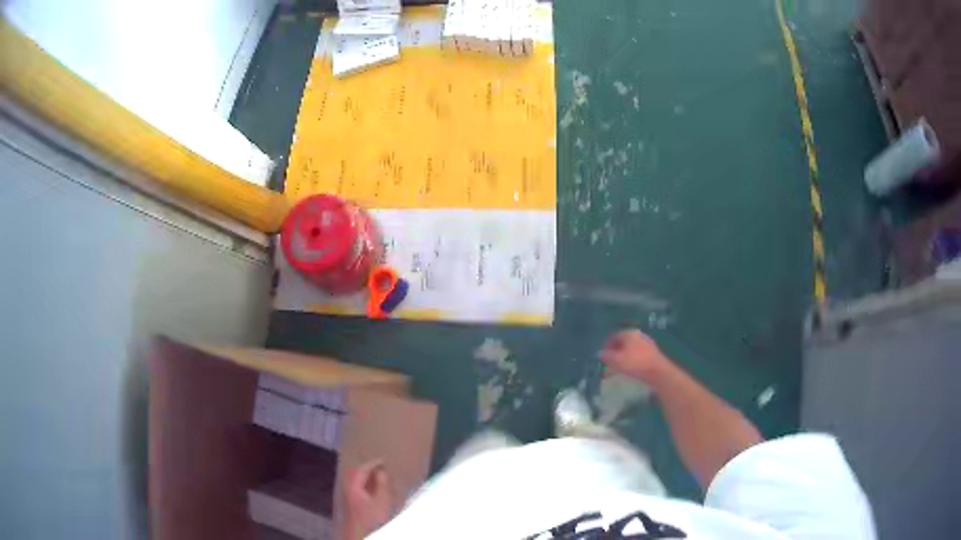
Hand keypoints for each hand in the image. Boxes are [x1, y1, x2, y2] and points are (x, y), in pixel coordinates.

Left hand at [342, 460, 394, 539]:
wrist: (360, 533)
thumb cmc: (372, 518)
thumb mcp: (381, 501)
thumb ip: (382, 484)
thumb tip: (382, 471)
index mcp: (353, 486)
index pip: (361, 469)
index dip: (373, 463)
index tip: (384, 460)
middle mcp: (346, 488)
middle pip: (355, 473)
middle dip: (368, 468)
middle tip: (381, 466)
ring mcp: (347, 495)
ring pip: (355, 480)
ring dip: (366, 476)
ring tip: (379, 475)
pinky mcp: (350, 502)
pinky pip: (356, 486)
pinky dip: (364, 483)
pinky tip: (373, 487)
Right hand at [599, 329, 672, 383]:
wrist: (658, 372)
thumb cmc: (636, 363)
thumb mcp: (617, 360)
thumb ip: (607, 356)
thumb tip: (599, 353)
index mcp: (630, 333)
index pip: (614, 336)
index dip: (606, 345)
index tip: (602, 355)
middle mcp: (638, 336)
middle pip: (622, 342)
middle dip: (614, 352)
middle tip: (608, 362)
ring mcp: (646, 344)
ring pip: (630, 349)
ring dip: (621, 357)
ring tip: (616, 368)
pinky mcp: (651, 353)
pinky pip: (636, 355)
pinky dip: (630, 360)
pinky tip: (628, 369)